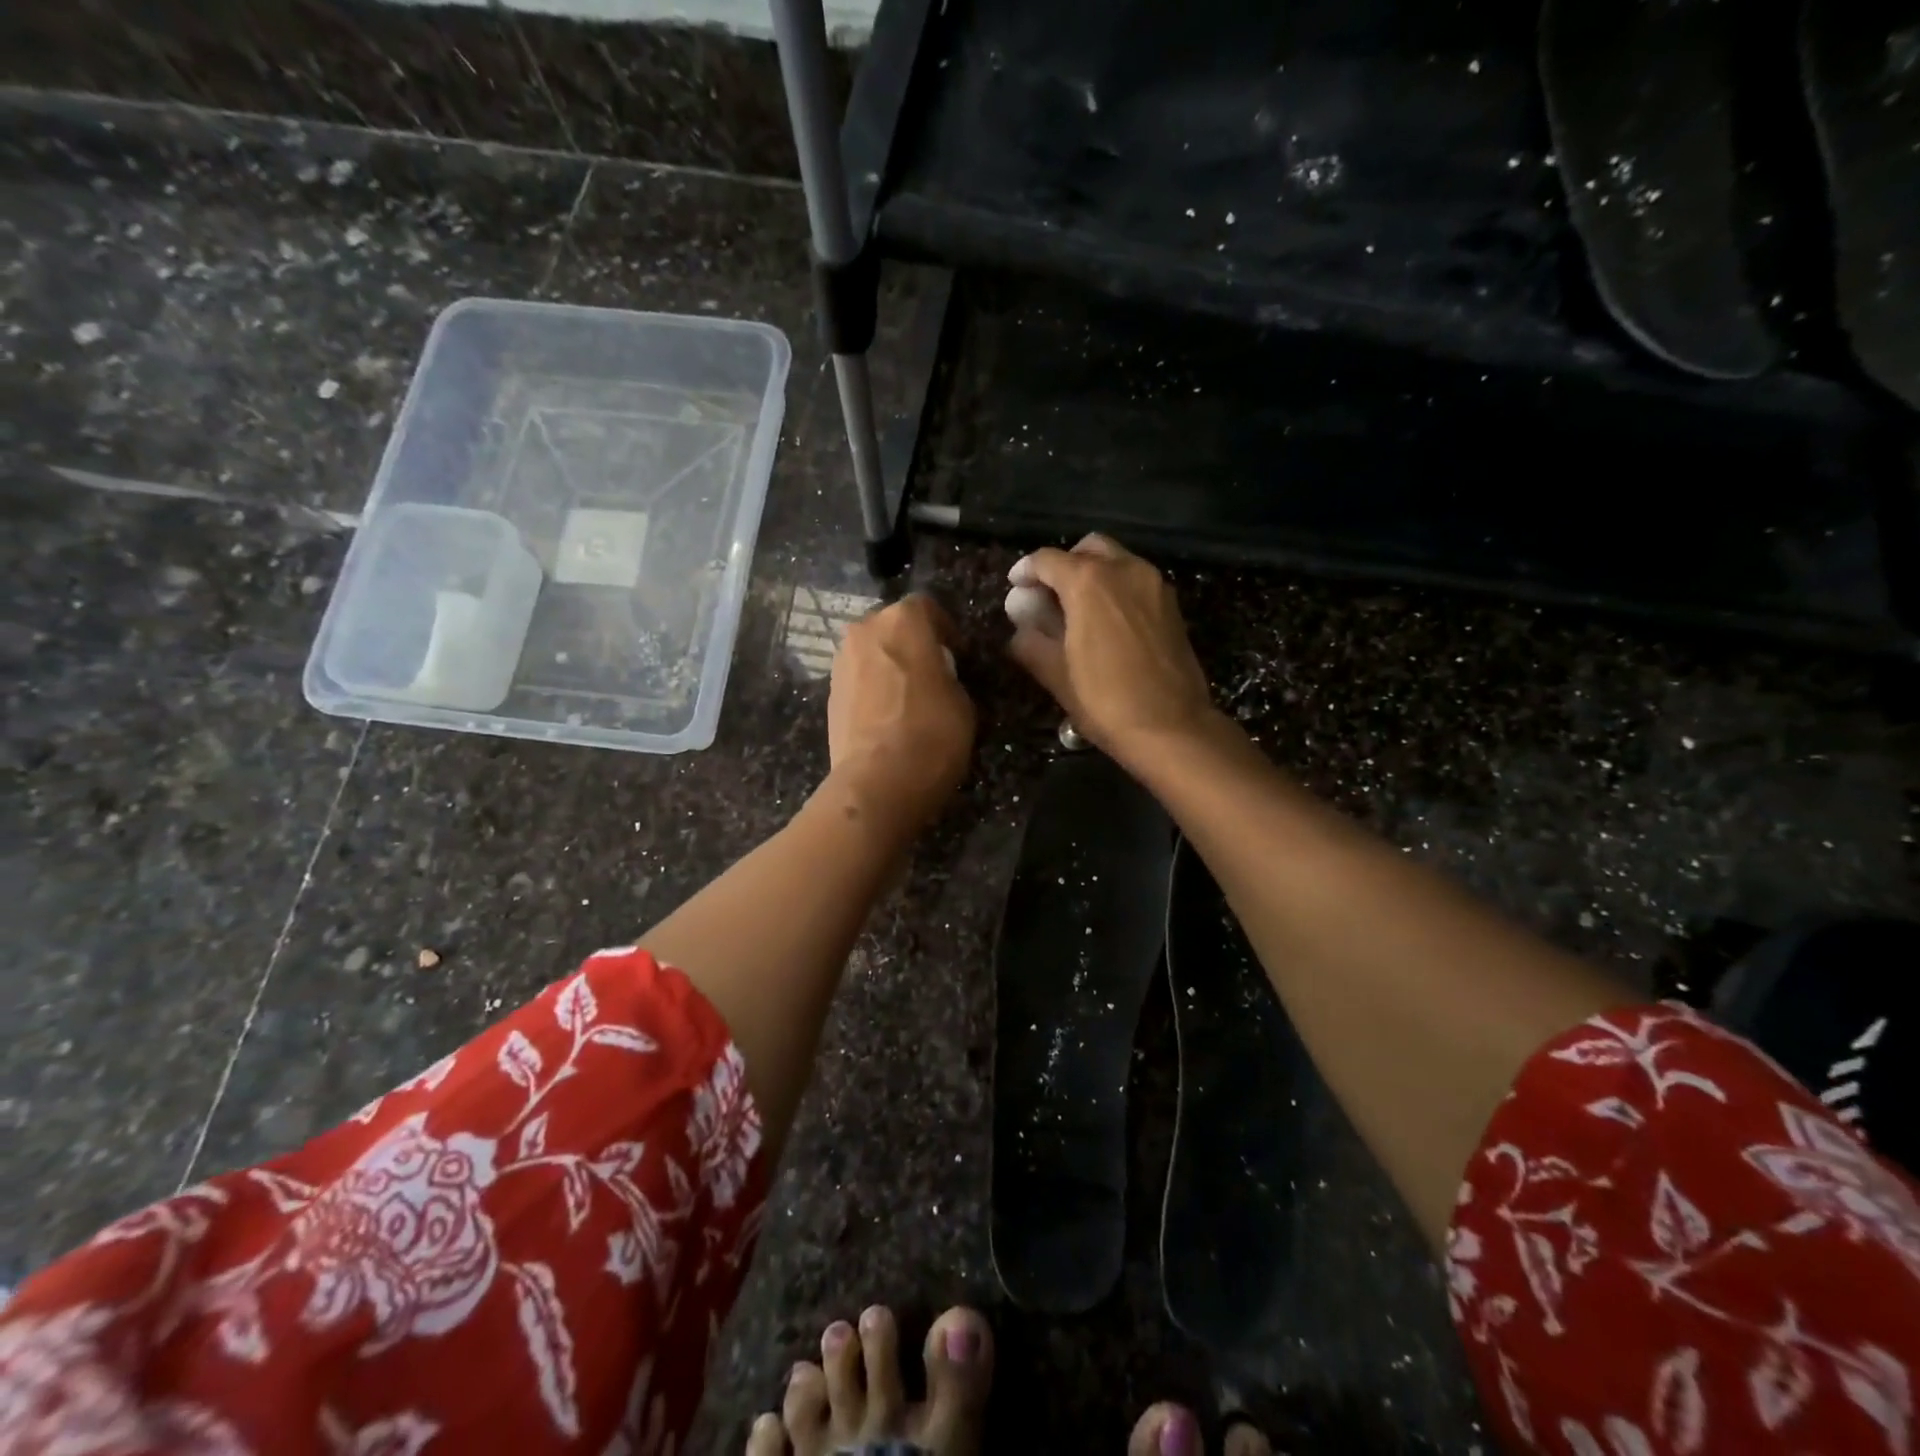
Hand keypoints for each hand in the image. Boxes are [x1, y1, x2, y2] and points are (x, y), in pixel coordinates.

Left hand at [826, 594, 975, 834]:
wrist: (878, 782)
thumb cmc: (932, 734)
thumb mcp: (963, 701)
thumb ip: (949, 675)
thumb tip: (939, 677)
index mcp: (902, 621)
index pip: (926, 607)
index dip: (945, 628)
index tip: (958, 654)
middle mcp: (865, 631)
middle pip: (892, 626)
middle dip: (911, 643)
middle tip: (932, 672)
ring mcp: (841, 662)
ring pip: (871, 652)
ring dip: (889, 665)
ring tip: (909, 697)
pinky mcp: (829, 694)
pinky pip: (858, 679)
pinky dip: (873, 688)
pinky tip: (888, 716)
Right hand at [1006, 534, 1214, 759]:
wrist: (1172, 728)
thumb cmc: (1105, 701)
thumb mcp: (1056, 675)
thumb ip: (1031, 642)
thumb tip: (1020, 628)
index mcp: (1089, 582)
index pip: (1047, 560)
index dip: (1025, 571)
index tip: (1016, 588)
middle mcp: (1125, 570)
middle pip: (1087, 549)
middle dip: (1064, 565)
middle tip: (1049, 595)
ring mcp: (1154, 584)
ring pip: (1117, 561)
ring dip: (1093, 575)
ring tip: (1077, 611)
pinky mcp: (1172, 605)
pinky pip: (1137, 581)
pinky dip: (1117, 589)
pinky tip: (1107, 623)